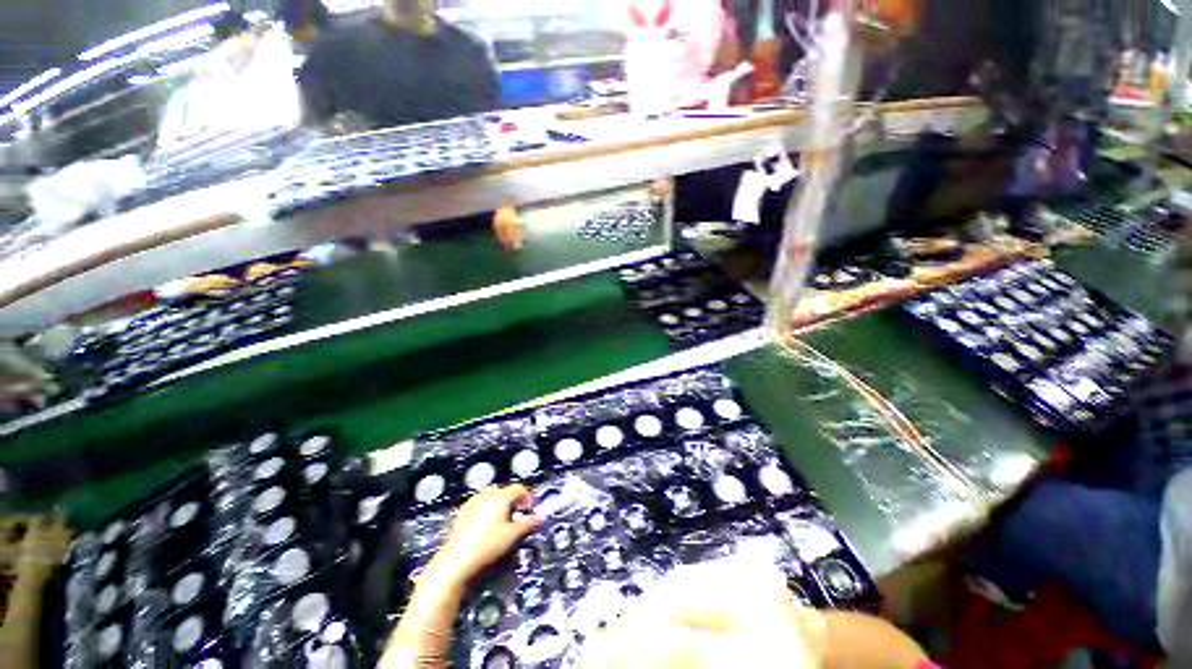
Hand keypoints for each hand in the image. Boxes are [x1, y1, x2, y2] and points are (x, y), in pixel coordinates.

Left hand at [429, 485, 541, 583]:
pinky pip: (479, 504)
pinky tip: (486, 525)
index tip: (530, 508)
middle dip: (513, 500)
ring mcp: (472, 502)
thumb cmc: (487, 545)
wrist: (456, 560)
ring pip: (491, 496)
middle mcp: (486, 495)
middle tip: (517, 514)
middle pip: (504, 490)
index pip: (519, 488)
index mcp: (500, 497)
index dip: (527, 497)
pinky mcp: (462, 512)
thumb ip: (528, 524)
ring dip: (500, 504)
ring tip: (502, 520)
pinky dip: (487, 509)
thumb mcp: (512, 535)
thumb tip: (539, 519)